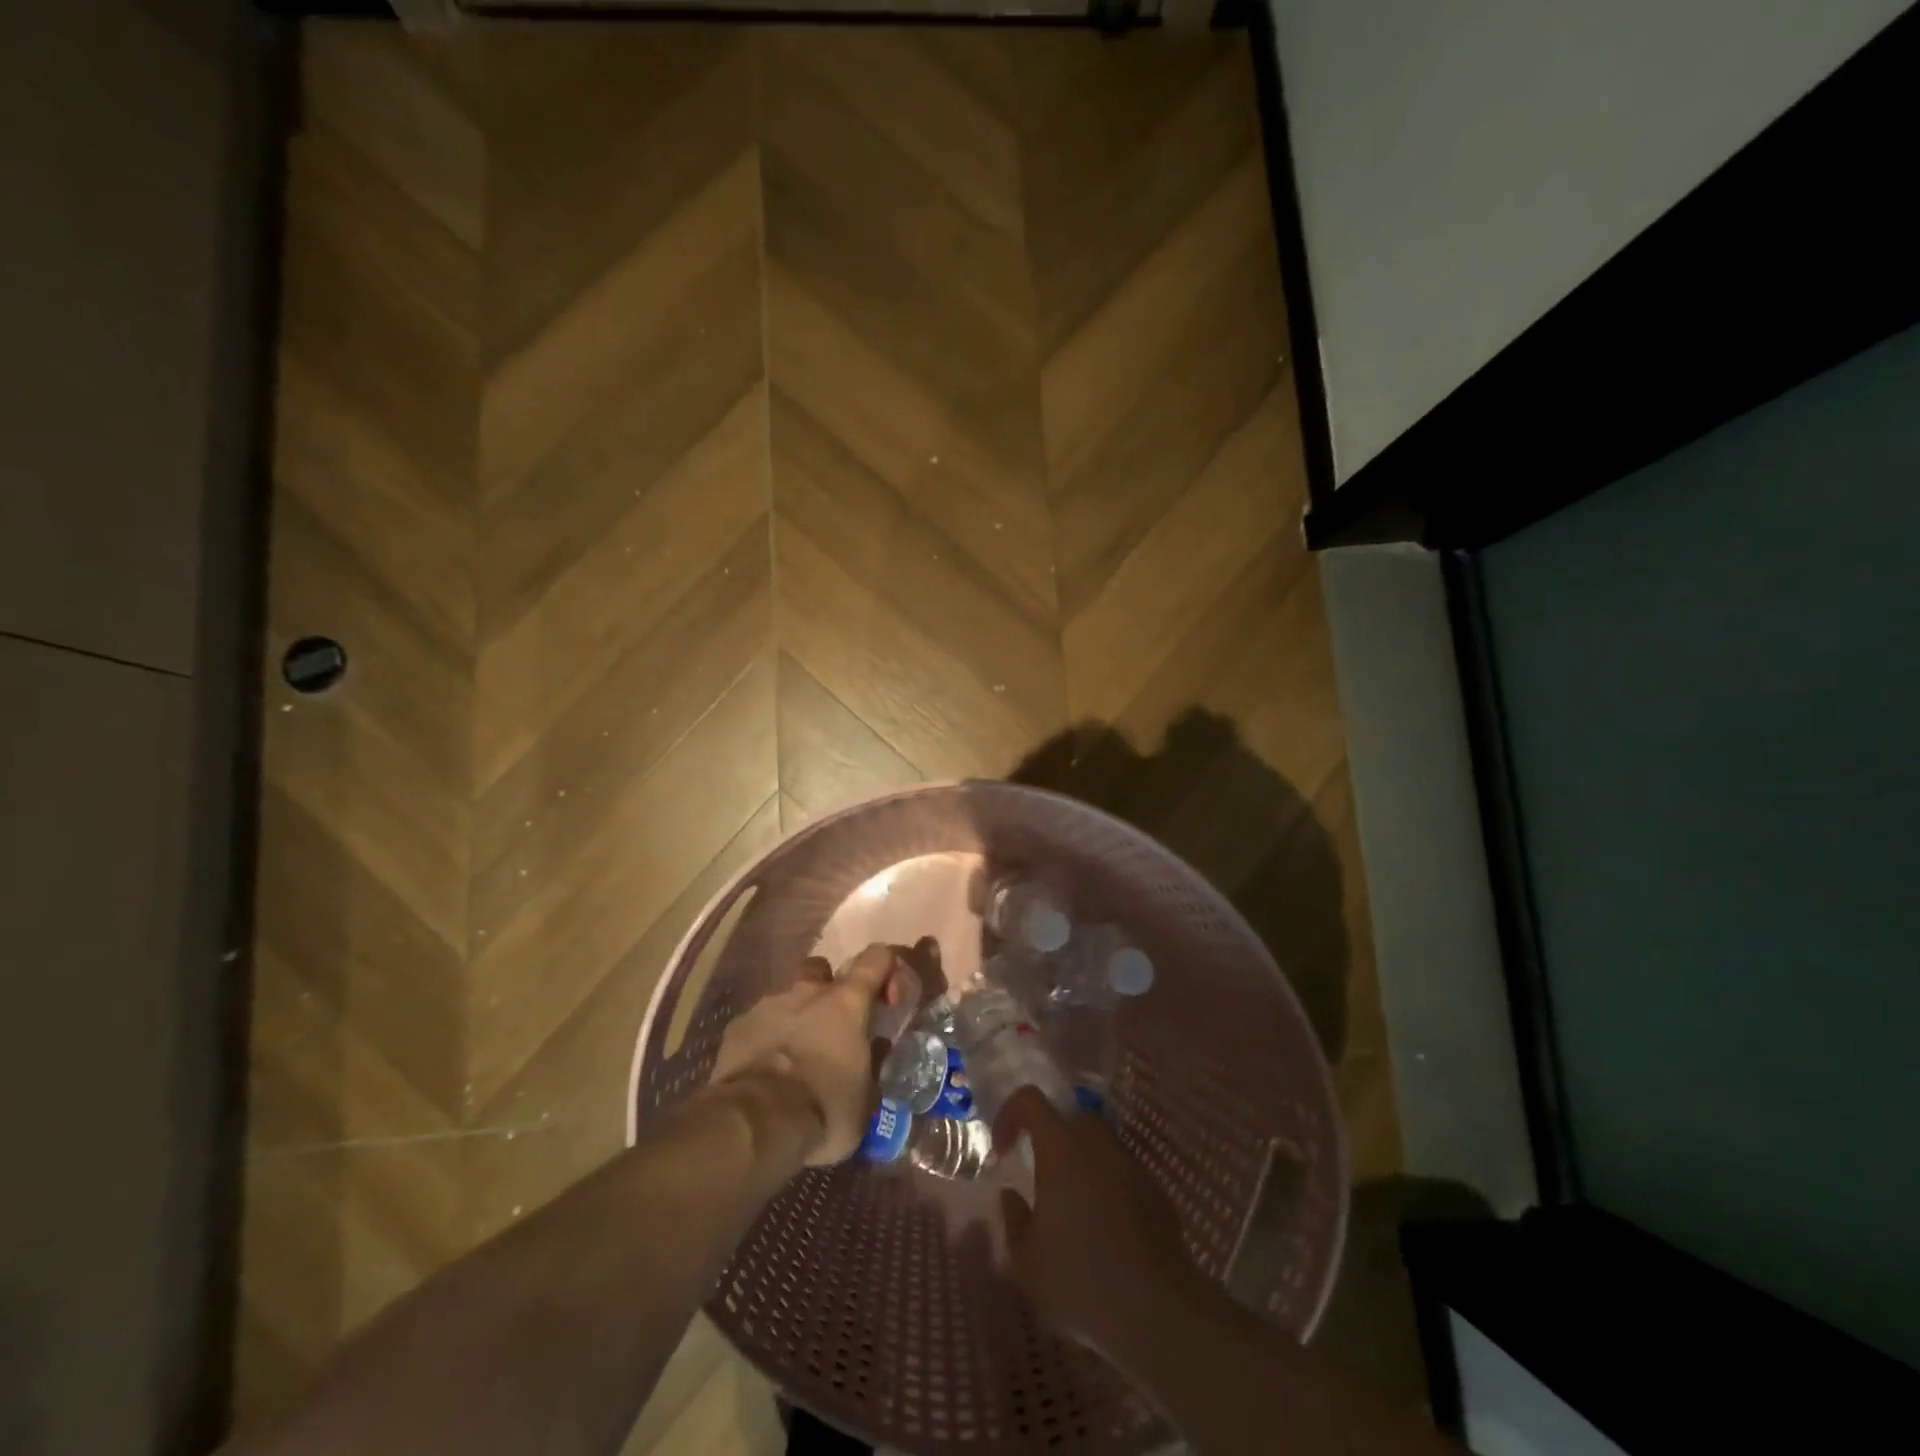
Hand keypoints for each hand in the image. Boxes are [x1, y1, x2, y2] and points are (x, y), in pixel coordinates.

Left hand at [712, 943, 896, 1165]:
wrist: (756, 1123)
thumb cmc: (824, 1108)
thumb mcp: (866, 1100)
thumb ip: (872, 1065)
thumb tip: (875, 1052)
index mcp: (847, 1002)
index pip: (876, 958)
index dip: (885, 968)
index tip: (887, 998)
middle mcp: (808, 991)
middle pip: (822, 969)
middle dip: (828, 990)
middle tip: (833, 1027)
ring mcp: (768, 1004)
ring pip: (787, 998)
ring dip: (795, 1018)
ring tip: (795, 1057)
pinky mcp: (737, 1026)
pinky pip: (758, 1023)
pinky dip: (765, 1039)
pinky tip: (765, 1069)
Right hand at [994, 1089, 1208, 1369]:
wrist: (1158, 1311)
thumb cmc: (1081, 1280)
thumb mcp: (1027, 1261)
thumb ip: (1013, 1219)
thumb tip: (1011, 1195)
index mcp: (1061, 1148)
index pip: (1030, 1100)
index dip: (1010, 1114)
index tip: (1003, 1151)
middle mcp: (1097, 1144)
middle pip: (1071, 1118)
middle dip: (1052, 1138)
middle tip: (1042, 1177)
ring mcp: (1130, 1165)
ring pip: (1099, 1145)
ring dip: (1081, 1164)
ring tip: (1074, 1210)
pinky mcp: (1155, 1190)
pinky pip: (1122, 1174)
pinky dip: (1108, 1188)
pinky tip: (1105, 1231)